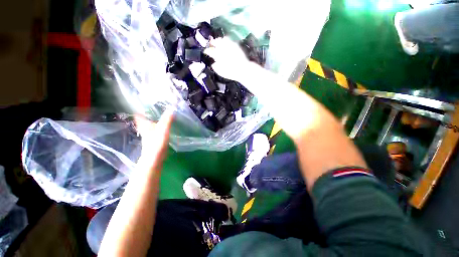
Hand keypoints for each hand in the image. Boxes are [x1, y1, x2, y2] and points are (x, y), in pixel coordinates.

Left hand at [134, 111, 173, 172]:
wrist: (154, 157)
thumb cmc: (156, 142)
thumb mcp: (163, 129)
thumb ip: (167, 119)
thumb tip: (172, 107)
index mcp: (144, 124)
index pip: (138, 114)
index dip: (140, 108)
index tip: (143, 103)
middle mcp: (145, 128)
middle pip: (143, 119)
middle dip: (147, 113)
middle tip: (153, 107)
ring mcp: (149, 134)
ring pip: (149, 124)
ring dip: (152, 120)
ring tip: (159, 114)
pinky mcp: (153, 139)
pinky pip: (154, 130)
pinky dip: (157, 126)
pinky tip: (163, 126)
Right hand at [204, 37, 250, 79]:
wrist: (243, 69)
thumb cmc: (231, 73)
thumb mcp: (221, 72)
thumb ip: (215, 67)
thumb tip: (213, 63)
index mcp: (217, 55)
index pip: (209, 51)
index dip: (207, 51)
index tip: (205, 52)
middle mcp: (222, 48)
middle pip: (214, 42)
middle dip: (211, 43)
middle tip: (210, 45)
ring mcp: (228, 45)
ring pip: (220, 40)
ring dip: (217, 41)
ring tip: (217, 43)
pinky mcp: (235, 44)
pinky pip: (228, 39)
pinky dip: (225, 40)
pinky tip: (225, 42)